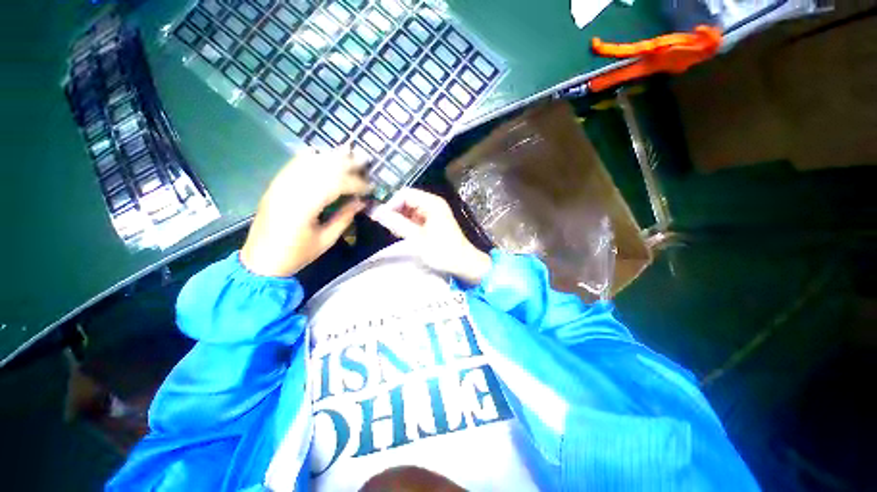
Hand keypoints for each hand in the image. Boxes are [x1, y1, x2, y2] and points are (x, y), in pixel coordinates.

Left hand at [240, 147, 370, 276]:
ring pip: (308, 162)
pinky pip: (294, 164)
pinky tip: (323, 155)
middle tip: (364, 161)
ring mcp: (280, 185)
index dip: (356, 183)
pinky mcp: (275, 185)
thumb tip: (361, 202)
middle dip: (346, 163)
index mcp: (304, 207)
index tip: (370, 187)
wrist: (260, 260)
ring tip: (348, 152)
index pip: (335, 185)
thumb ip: (344, 218)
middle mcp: (290, 190)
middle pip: (322, 168)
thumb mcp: (326, 240)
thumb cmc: (297, 254)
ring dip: (330, 156)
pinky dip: (311, 158)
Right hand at [369, 188, 490, 284]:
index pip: (404, 194)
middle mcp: (433, 203)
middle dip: (395, 212)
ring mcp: (434, 212)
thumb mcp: (417, 238)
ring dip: (400, 219)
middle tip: (388, 227)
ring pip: (410, 209)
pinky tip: (404, 234)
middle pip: (407, 200)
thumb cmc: (442, 251)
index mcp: (432, 203)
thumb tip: (377, 212)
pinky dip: (408, 224)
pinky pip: (416, 217)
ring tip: (396, 233)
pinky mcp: (434, 221)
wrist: (463, 263)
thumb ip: (397, 224)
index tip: (380, 218)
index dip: (391, 203)